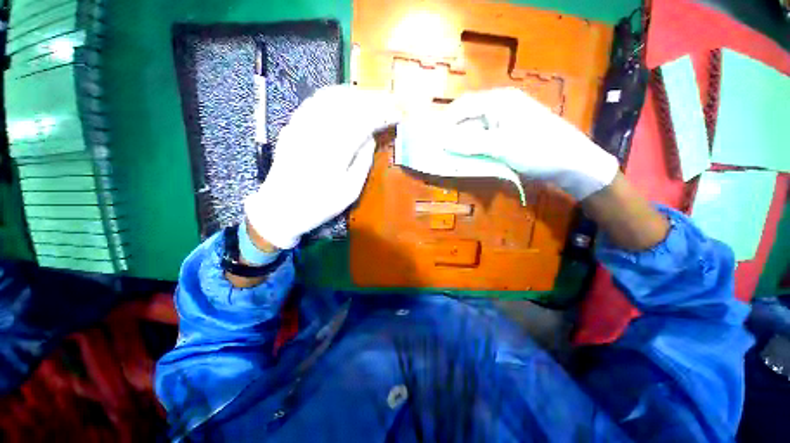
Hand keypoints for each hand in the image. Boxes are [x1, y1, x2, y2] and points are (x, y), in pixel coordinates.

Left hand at [245, 85, 399, 248]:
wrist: (281, 206)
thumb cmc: (320, 203)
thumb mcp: (350, 191)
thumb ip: (363, 161)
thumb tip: (371, 138)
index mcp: (337, 148)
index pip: (365, 120)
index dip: (384, 114)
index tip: (397, 114)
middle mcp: (319, 129)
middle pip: (349, 102)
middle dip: (372, 99)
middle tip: (388, 102)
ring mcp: (303, 124)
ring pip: (332, 96)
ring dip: (354, 94)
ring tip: (369, 98)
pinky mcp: (293, 125)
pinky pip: (315, 101)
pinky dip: (333, 96)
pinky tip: (342, 100)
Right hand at [441, 88, 619, 200]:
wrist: (571, 163)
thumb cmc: (538, 149)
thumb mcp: (501, 145)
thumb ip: (470, 142)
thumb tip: (442, 141)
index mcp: (499, 101)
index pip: (464, 106)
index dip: (446, 122)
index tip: (433, 139)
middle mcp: (500, 106)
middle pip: (468, 116)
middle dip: (453, 132)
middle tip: (441, 149)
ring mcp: (505, 121)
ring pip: (475, 129)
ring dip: (463, 141)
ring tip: (451, 155)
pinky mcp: (508, 134)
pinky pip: (484, 138)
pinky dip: (474, 147)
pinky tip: (469, 157)